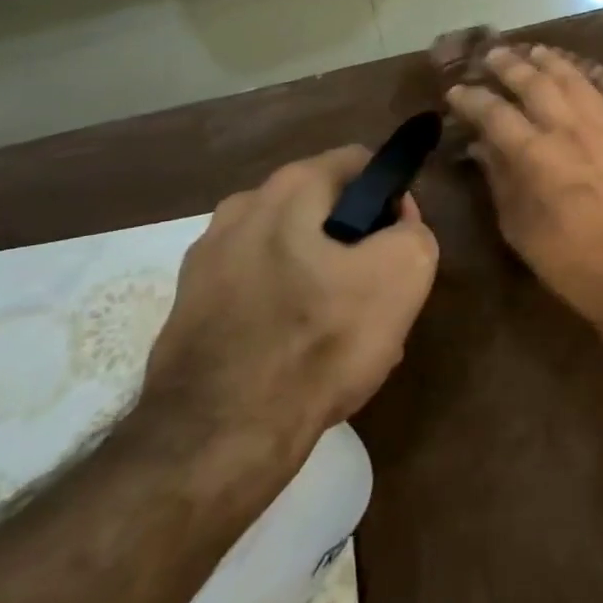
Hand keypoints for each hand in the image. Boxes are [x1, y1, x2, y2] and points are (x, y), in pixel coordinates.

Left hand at [141, 147, 438, 451]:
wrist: (216, 439)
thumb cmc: (319, 341)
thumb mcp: (404, 274)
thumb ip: (414, 233)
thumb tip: (396, 229)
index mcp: (288, 189)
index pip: (359, 163)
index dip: (392, 198)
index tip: (401, 244)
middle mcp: (240, 210)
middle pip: (323, 211)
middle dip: (356, 244)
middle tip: (376, 295)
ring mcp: (205, 261)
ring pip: (290, 254)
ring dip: (322, 281)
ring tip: (344, 335)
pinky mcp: (188, 310)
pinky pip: (258, 293)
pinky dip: (285, 312)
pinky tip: (304, 358)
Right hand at [447, 45, 602, 328]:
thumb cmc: (575, 265)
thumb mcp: (523, 231)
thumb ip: (501, 182)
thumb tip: (484, 148)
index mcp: (537, 156)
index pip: (496, 114)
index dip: (472, 100)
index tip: (457, 91)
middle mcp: (570, 130)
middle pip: (535, 84)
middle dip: (509, 66)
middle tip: (492, 55)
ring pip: (572, 80)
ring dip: (548, 62)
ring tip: (531, 51)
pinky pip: (601, 94)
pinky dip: (581, 78)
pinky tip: (573, 75)